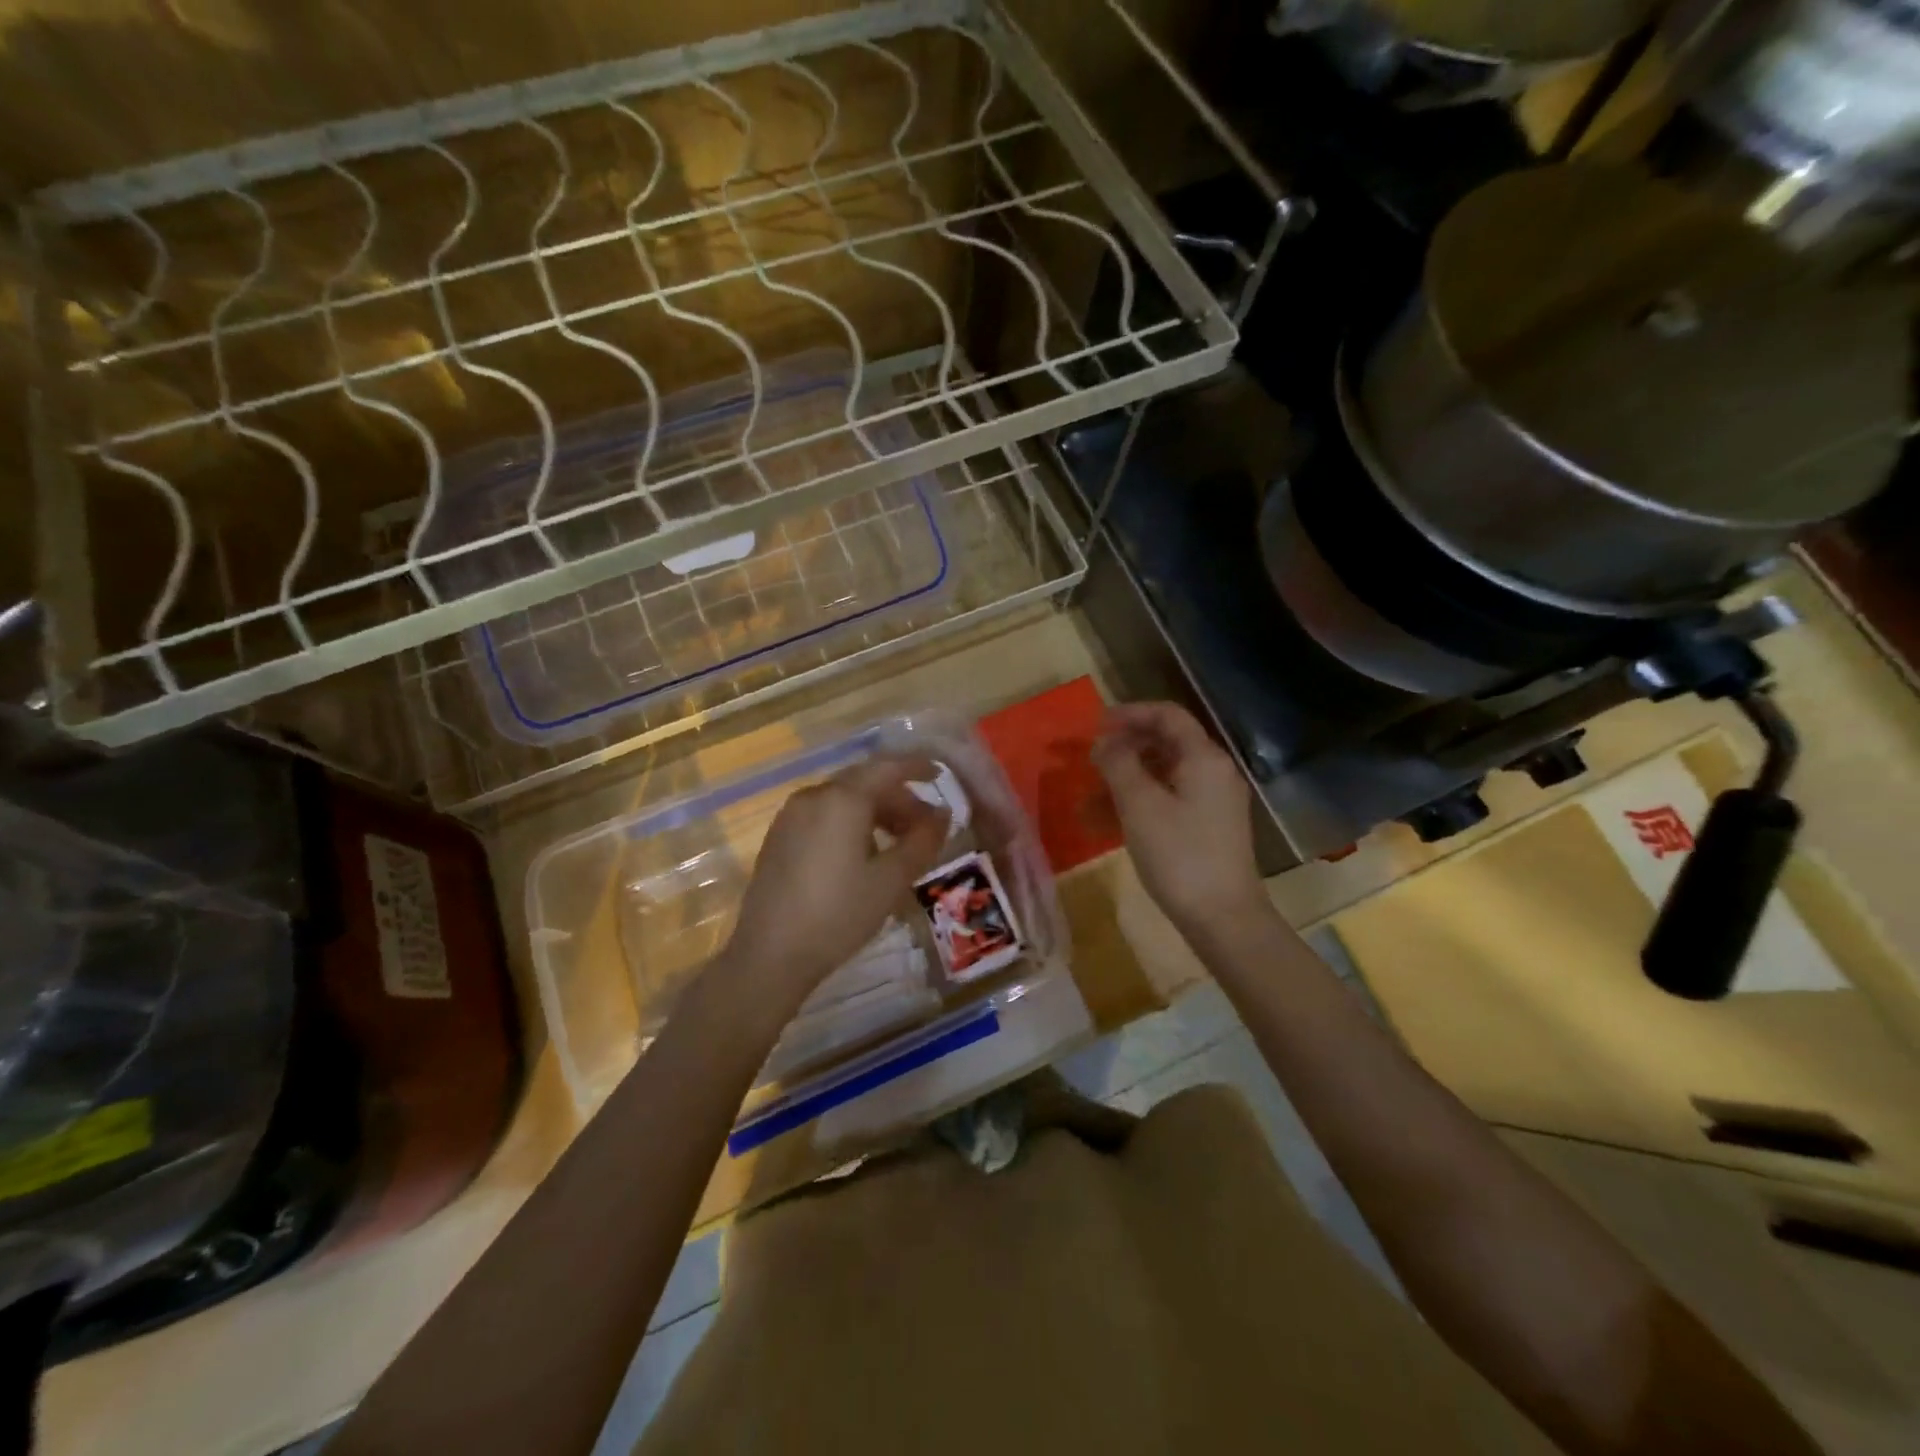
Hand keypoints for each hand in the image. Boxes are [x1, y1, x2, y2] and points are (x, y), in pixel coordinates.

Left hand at [721, 756, 949, 1003]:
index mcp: (842, 799)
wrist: (771, 955)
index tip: (939, 776)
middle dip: (898, 798)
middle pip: (864, 782)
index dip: (916, 768)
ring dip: (875, 812)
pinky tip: (861, 855)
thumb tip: (942, 814)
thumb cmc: (839, 913)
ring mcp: (790, 816)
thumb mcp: (892, 880)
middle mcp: (813, 796)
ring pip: (842, 800)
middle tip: (925, 826)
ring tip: (897, 843)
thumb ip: (923, 840)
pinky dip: (849, 823)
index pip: (887, 768)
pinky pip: (823, 815)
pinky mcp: (778, 838)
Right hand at [1092, 701, 1263, 929]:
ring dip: (1125, 781)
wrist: (1223, 917)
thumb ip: (1118, 764)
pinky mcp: (1207, 827)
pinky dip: (1138, 804)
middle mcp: (1213, 771)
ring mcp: (1212, 801)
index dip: (1130, 713)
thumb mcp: (1139, 805)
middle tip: (1090, 761)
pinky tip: (1106, 823)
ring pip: (1162, 776)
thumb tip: (1104, 742)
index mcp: (1203, 757)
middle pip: (1165, 743)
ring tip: (1087, 800)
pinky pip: (1168, 801)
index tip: (1095, 725)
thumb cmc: (1179, 855)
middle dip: (1123, 749)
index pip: (1167, 715)